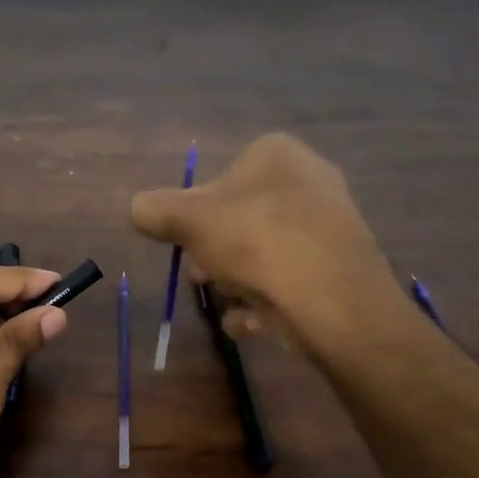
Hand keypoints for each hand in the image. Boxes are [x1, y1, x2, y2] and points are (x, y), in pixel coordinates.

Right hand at [129, 132, 409, 353]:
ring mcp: (330, 225)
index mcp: (277, 154)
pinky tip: (256, 322)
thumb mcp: (187, 220)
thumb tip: (138, 209)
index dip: (194, 216)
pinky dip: (266, 303)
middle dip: (213, 256)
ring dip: (236, 284)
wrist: (334, 302)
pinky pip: (288, 280)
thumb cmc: (257, 243)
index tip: (185, 245)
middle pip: (239, 221)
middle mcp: (309, 180)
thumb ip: (153, 209)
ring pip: (262, 254)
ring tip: (232, 305)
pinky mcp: (341, 268)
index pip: (220, 179)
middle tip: (201, 279)